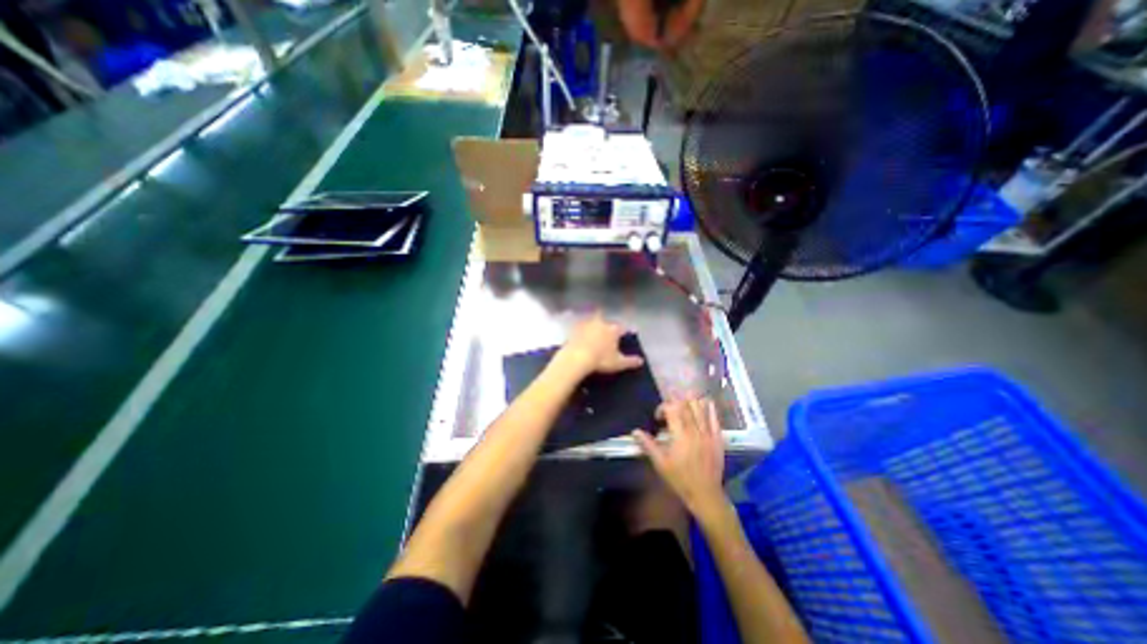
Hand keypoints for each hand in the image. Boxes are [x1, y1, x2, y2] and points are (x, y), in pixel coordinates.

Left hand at [555, 312, 642, 377]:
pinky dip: (580, 330)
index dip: (623, 332)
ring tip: (591, 332)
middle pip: (605, 319)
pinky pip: (579, 327)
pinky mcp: (574, 329)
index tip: (623, 335)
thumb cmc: (601, 360)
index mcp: (613, 330)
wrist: (577, 358)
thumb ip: (630, 361)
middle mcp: (601, 323)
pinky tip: (579, 336)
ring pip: (591, 321)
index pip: (621, 328)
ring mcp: (586, 325)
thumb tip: (641, 361)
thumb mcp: (618, 363)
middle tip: (604, 330)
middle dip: (605, 324)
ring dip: (592, 325)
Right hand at [627, 398, 724, 523]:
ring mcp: (708, 433)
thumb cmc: (680, 479)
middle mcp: (695, 430)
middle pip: (685, 405)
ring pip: (700, 407)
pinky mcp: (718, 438)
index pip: (672, 409)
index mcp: (680, 435)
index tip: (658, 417)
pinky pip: (715, 417)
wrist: (705, 494)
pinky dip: (710, 408)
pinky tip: (705, 403)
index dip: (663, 407)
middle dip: (675, 401)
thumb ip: (648, 445)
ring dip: (690, 401)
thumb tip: (635, 431)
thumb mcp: (660, 463)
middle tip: (669, 407)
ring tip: (683, 403)